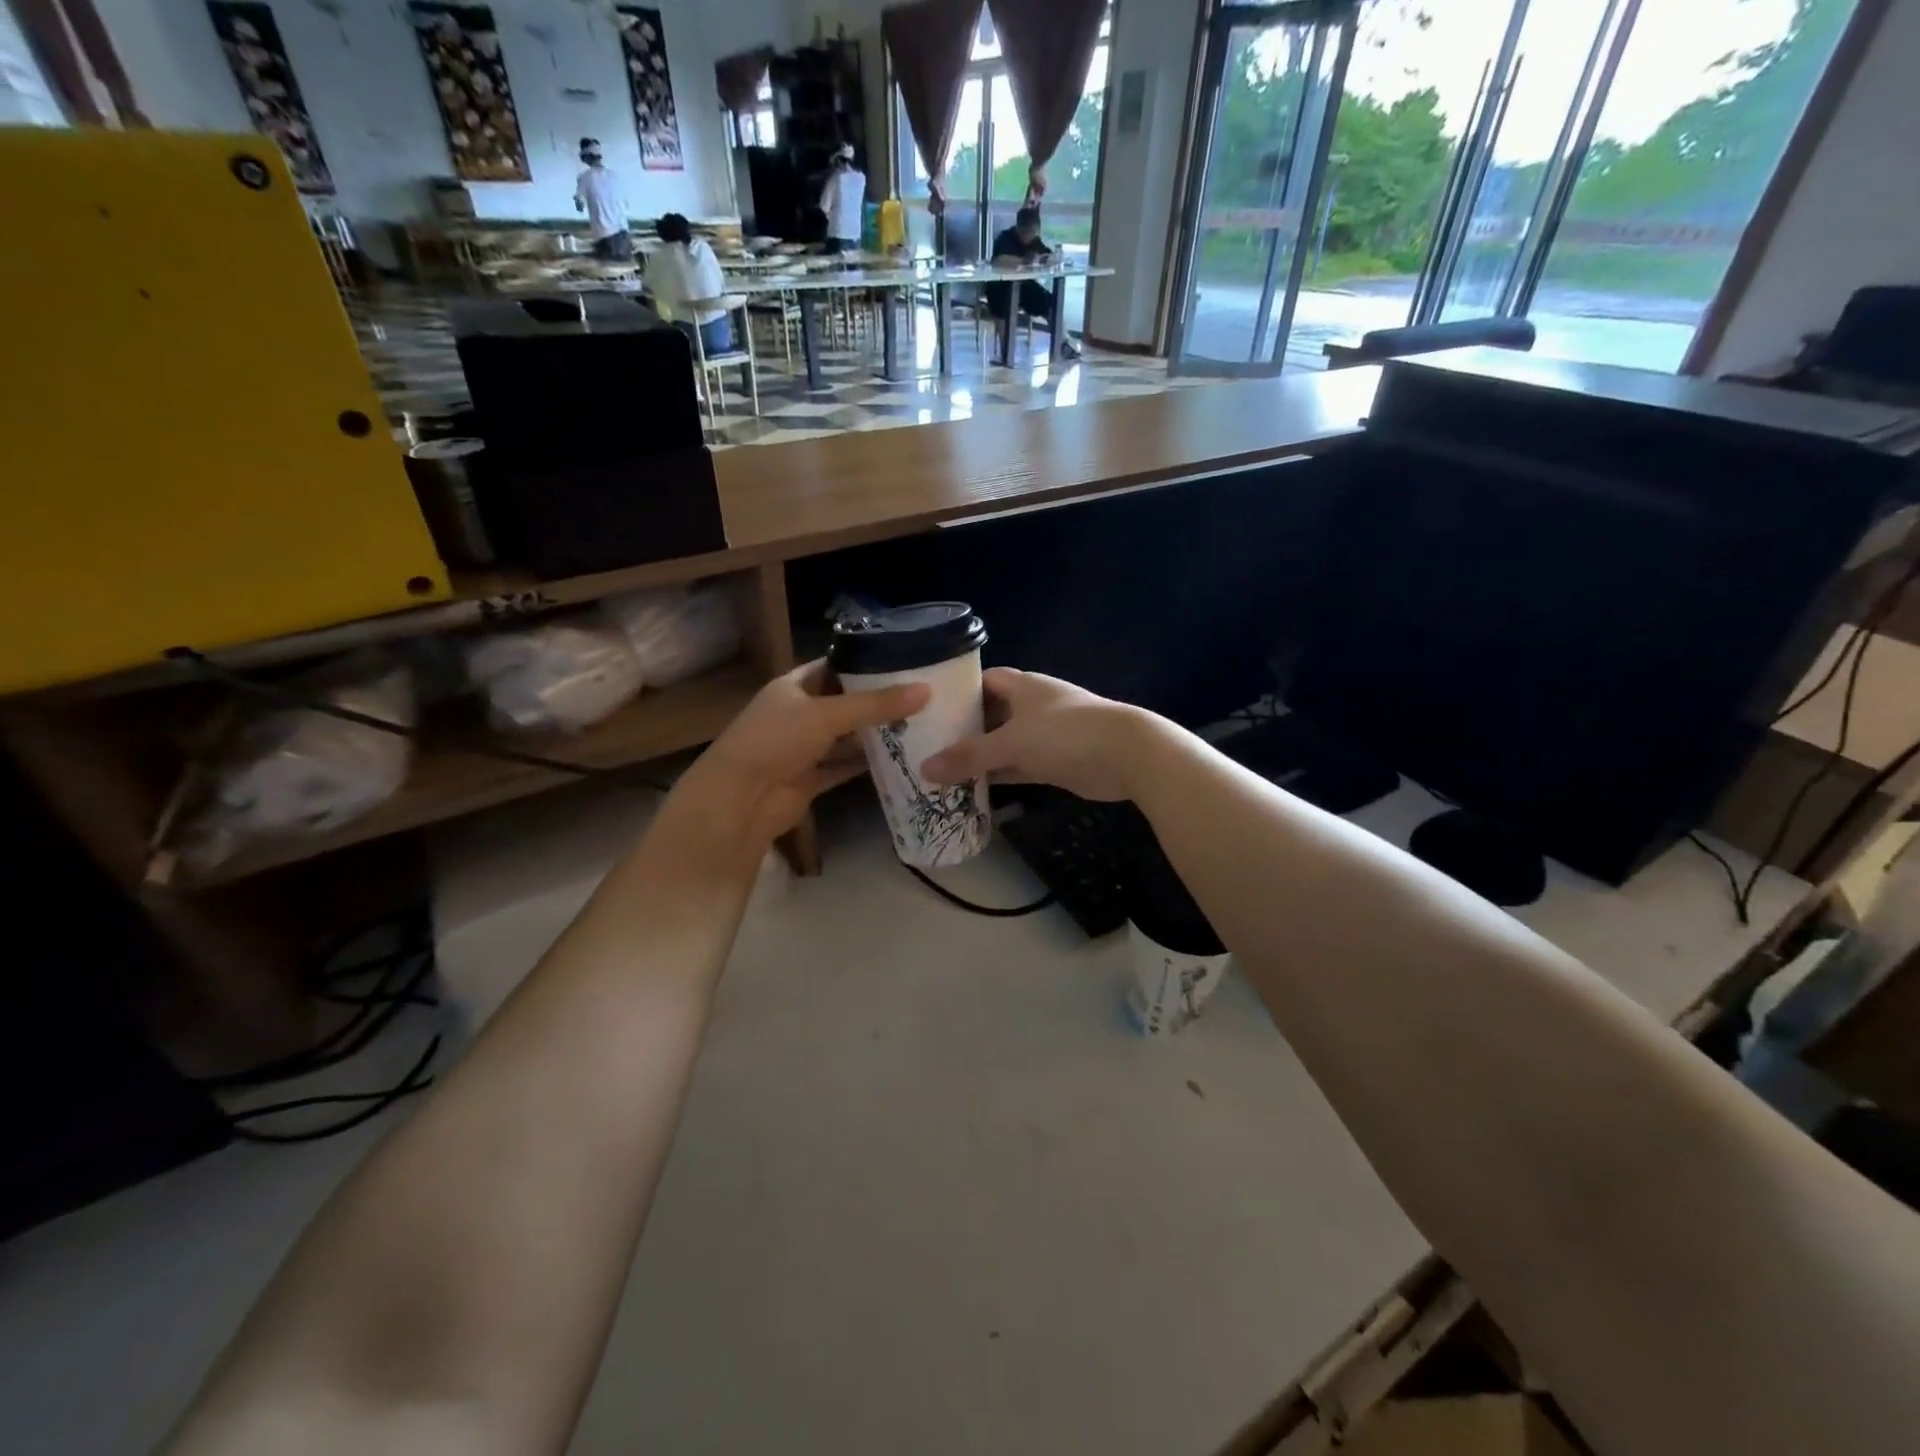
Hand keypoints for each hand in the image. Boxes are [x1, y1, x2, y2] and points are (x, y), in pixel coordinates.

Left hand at [667, 660, 927, 860]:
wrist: (739, 801)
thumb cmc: (776, 742)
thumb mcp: (827, 715)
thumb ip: (876, 704)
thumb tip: (926, 690)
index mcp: (793, 686)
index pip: (834, 665)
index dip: (866, 662)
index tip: (905, 660)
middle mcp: (798, 714)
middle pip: (845, 703)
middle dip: (878, 701)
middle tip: (924, 695)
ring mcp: (804, 748)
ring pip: (846, 737)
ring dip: (876, 735)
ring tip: (921, 724)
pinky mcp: (811, 778)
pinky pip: (844, 766)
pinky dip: (866, 764)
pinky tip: (901, 758)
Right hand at [921, 668, 1147, 802]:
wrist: (1126, 755)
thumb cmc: (1064, 734)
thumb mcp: (1011, 743)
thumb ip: (969, 756)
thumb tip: (925, 769)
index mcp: (1022, 686)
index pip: (983, 681)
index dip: (958, 692)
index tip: (929, 709)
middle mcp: (1032, 706)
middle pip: (990, 714)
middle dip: (963, 729)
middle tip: (926, 745)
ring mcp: (1045, 735)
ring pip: (1003, 744)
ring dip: (980, 757)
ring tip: (940, 771)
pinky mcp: (1054, 762)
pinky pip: (1018, 766)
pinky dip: (999, 776)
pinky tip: (972, 789)